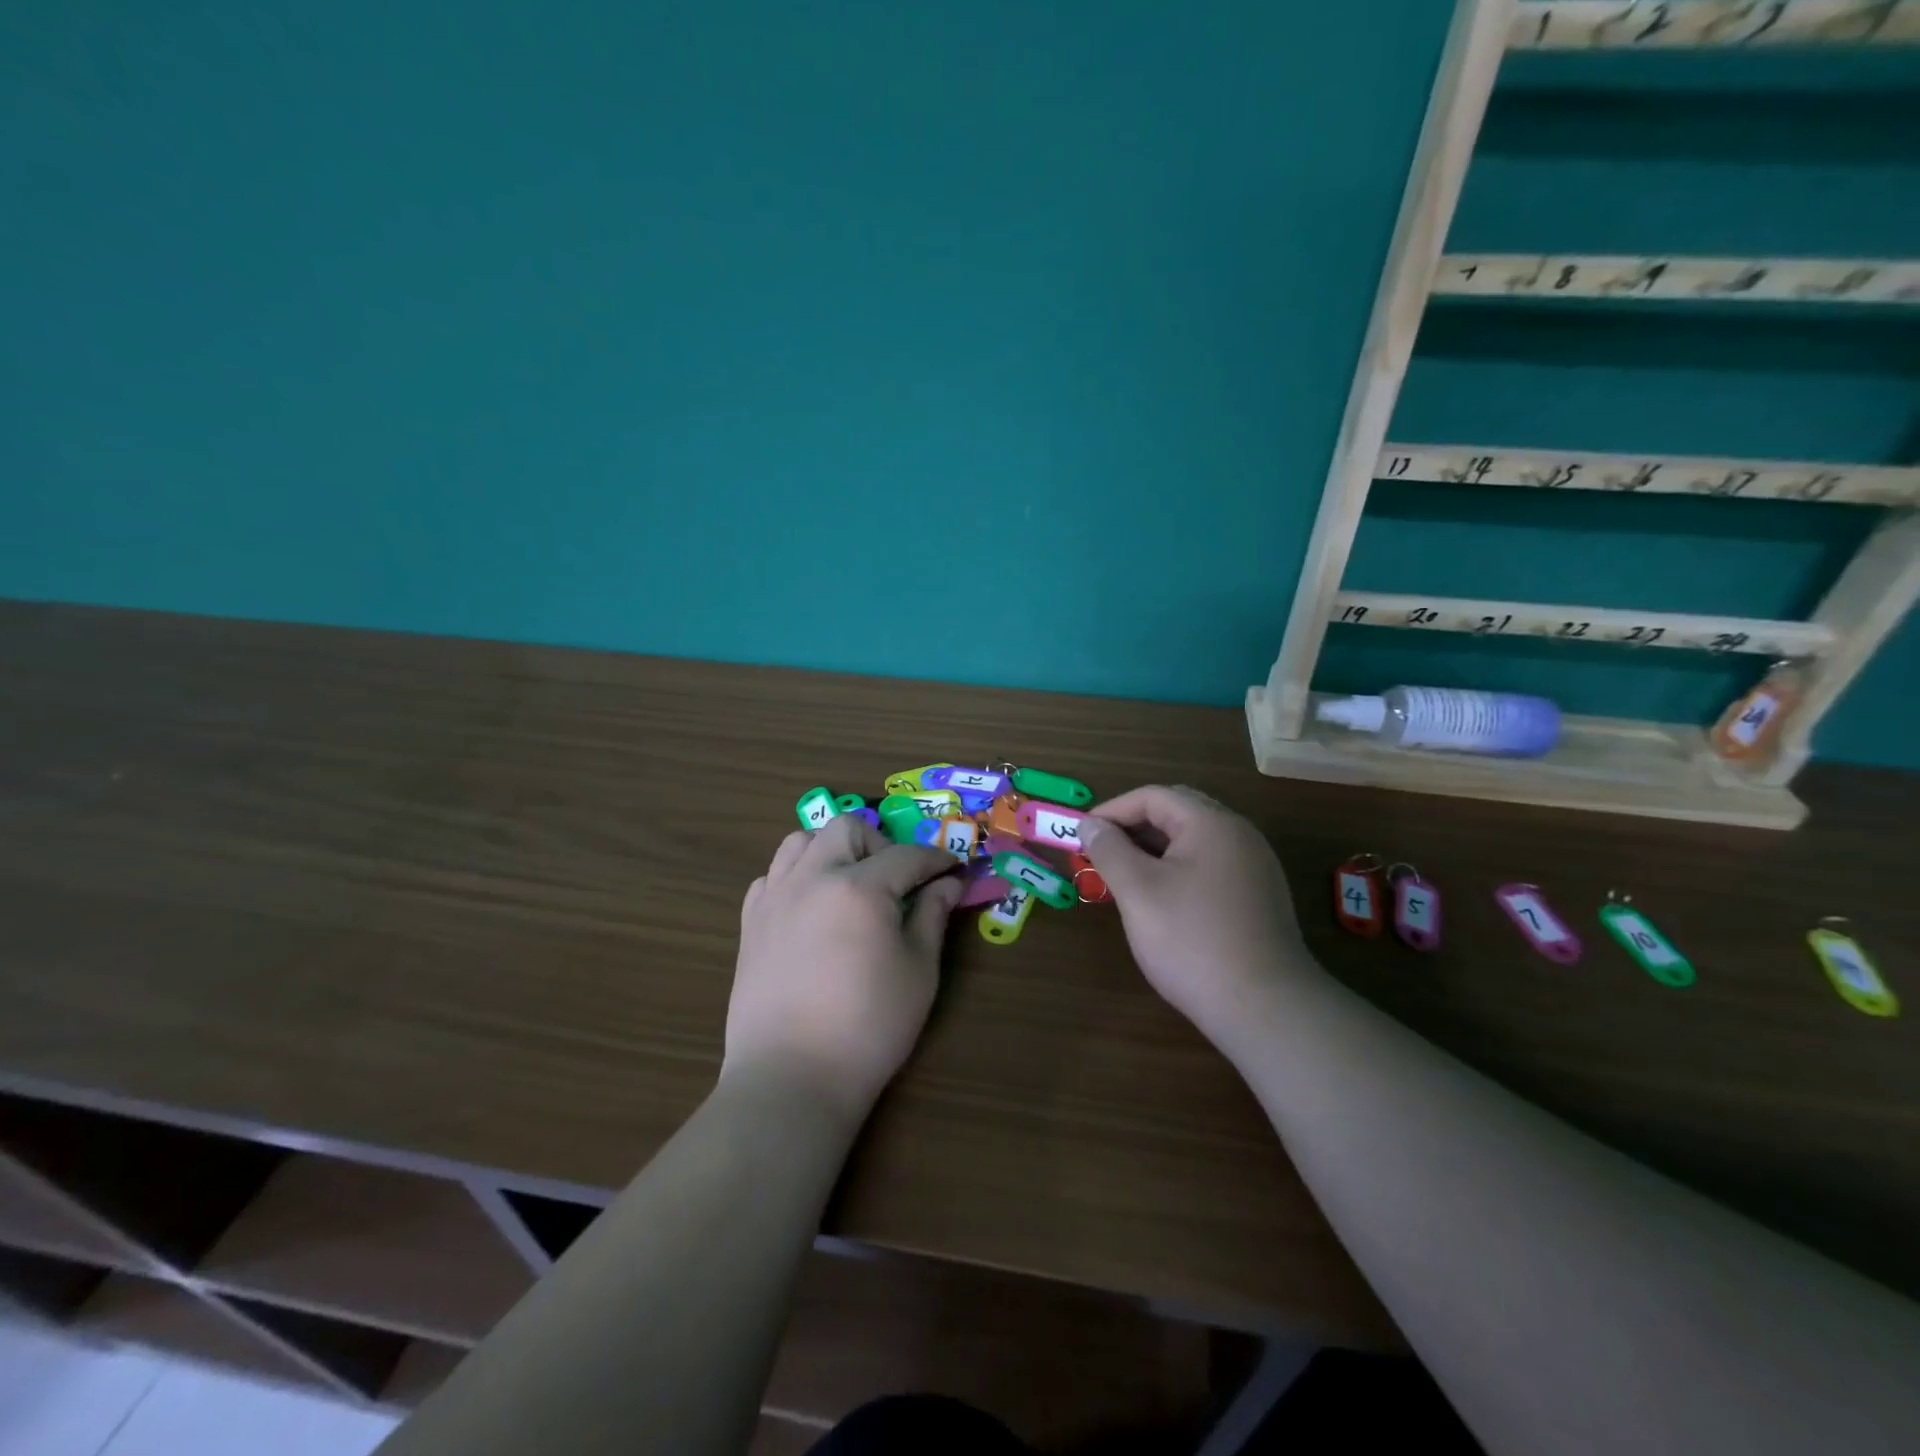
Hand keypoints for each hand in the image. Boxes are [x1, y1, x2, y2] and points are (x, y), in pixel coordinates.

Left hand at [725, 815, 962, 1122]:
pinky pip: (773, 876)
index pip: (906, 856)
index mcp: (859, 888)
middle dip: (880, 843)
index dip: (935, 860)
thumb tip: (948, 883)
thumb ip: (932, 916)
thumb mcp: (918, 971)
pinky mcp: (750, 922)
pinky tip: (812, 907)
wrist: (791, 1078)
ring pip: (801, 840)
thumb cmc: (869, 1028)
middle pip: (847, 828)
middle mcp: (812, 878)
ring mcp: (775, 897)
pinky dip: (796, 876)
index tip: (953, 870)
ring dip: (832, 849)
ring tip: (850, 884)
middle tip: (898, 881)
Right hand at [1078, 785, 1306, 1046]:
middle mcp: (1239, 834)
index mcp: (1212, 823)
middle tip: (1102, 853)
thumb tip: (1089, 824)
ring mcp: (1255, 866)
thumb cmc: (1192, 941)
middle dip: (1134, 828)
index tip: (1083, 837)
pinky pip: (1211, 866)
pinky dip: (1178, 870)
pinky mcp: (1260, 897)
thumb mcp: (1138, 891)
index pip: (1153, 796)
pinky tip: (1162, 901)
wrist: (1265, 1008)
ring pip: (1194, 841)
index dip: (1112, 811)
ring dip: (1155, 850)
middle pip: (1177, 812)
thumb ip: (1109, 849)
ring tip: (1125, 878)